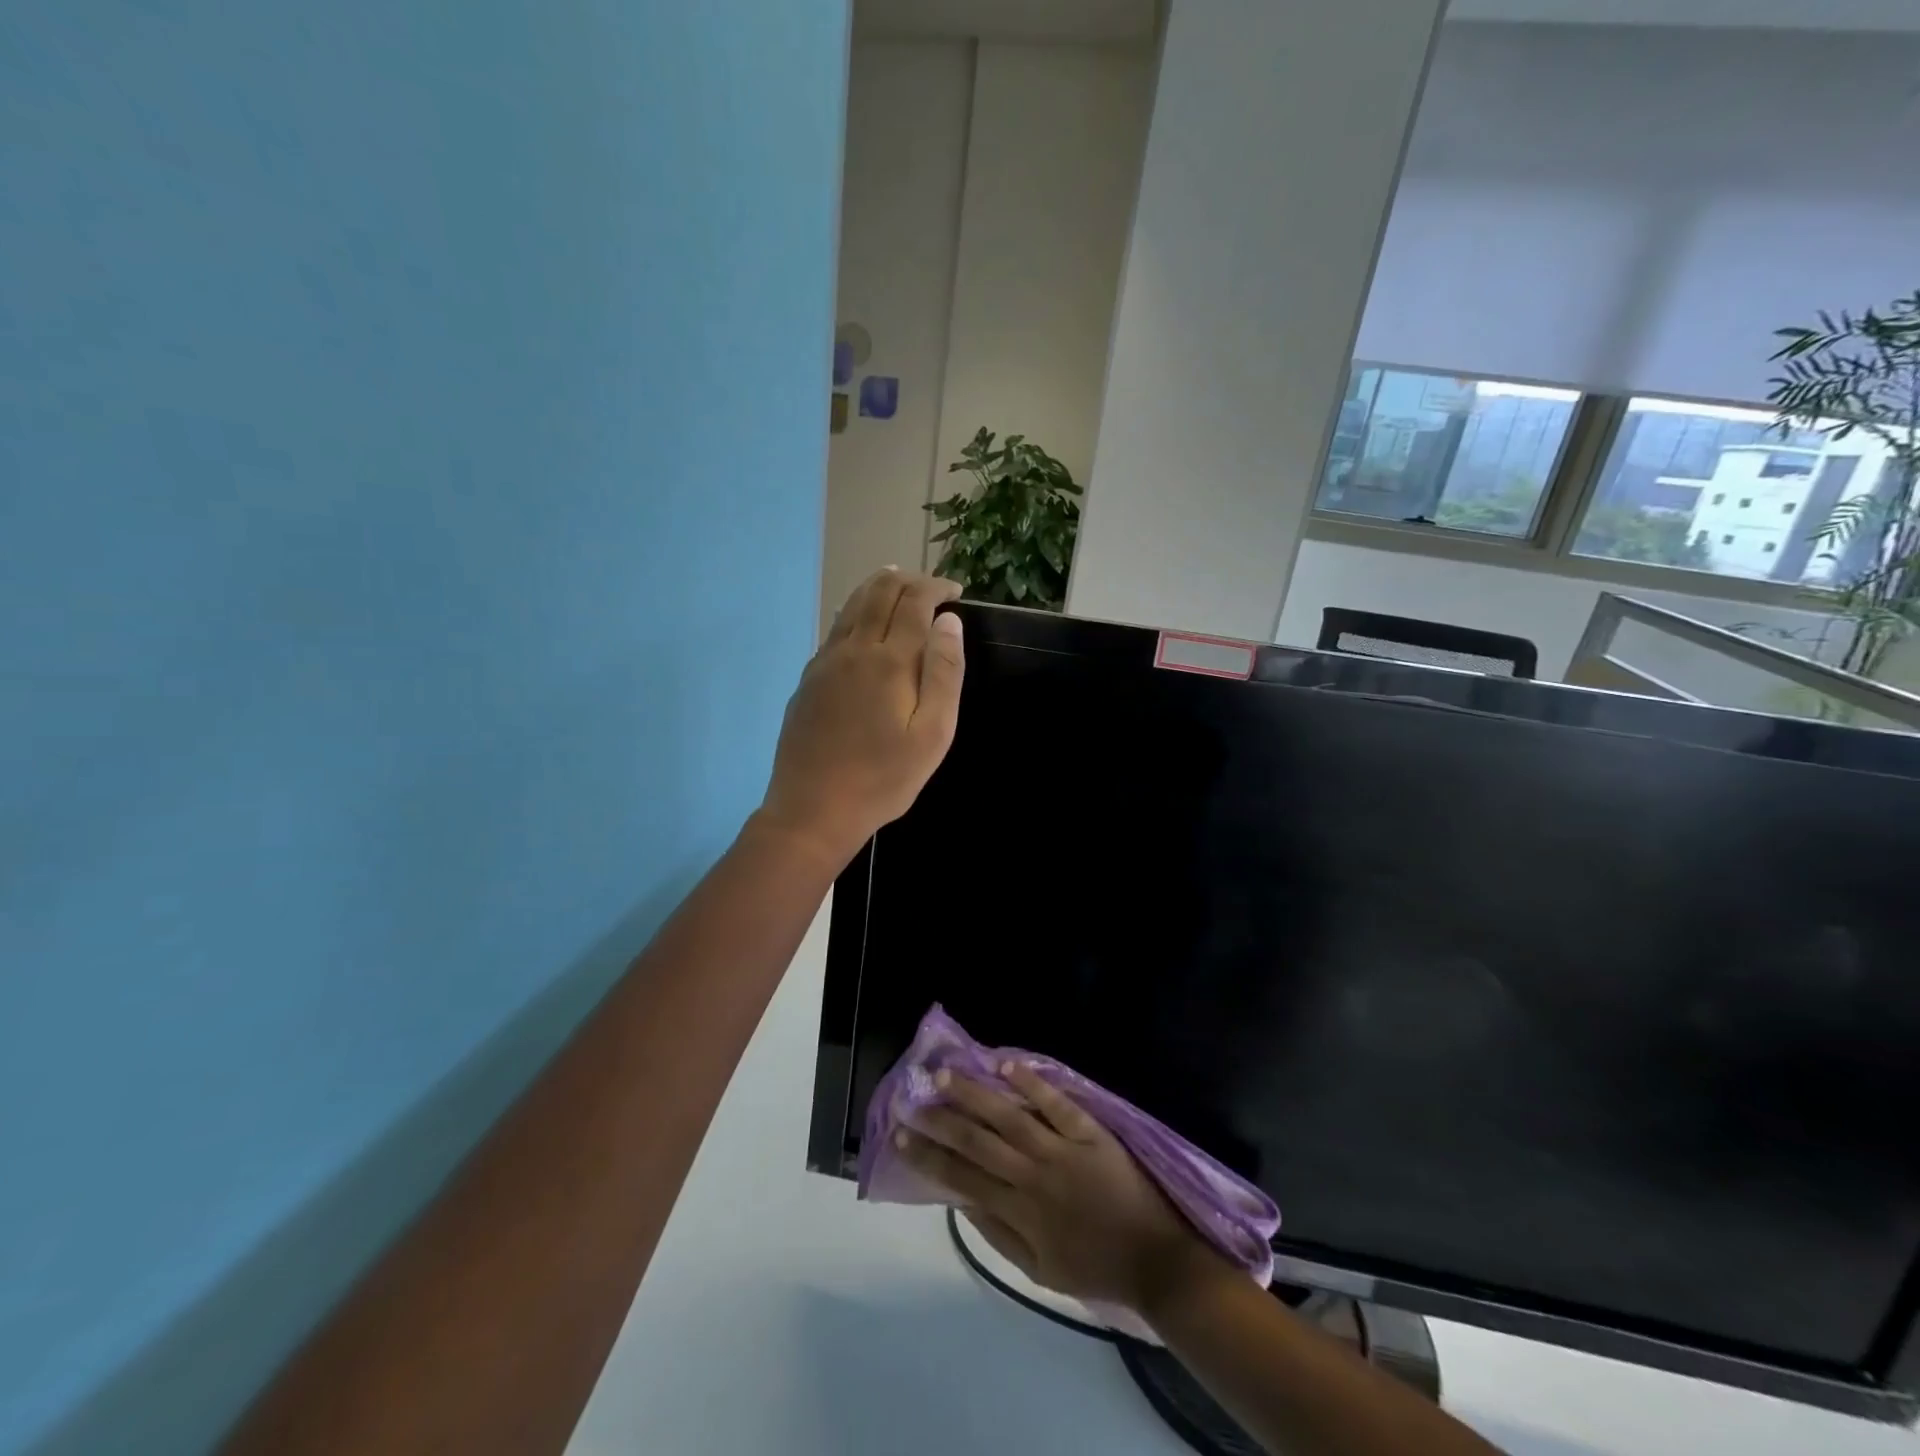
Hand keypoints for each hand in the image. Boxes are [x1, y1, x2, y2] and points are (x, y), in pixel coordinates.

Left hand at [755, 569, 963, 867]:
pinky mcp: (808, 679)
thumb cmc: (883, 779)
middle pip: (879, 593)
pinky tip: (861, 621)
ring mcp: (825, 663)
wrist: (812, 809)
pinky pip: (835, 629)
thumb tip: (949, 622)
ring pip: (851, 606)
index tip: (956, 593)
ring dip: (878, 588)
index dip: (937, 589)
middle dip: (908, 581)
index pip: (915, 602)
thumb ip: (943, 674)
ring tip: (897, 585)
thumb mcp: (932, 735)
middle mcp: (854, 650)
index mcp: (890, 661)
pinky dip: (855, 611)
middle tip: (931, 587)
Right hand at [899, 1063, 1227, 1315]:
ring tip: (944, 1075)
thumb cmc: (1094, 1266)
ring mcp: (1062, 1149)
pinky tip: (1005, 1064)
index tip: (899, 1136)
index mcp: (1020, 1212)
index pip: (962, 1178)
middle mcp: (1034, 1176)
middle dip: (940, 1121)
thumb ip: (997, 1236)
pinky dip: (1031, 1083)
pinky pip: (1056, 1104)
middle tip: (911, 1099)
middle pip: (978, 1142)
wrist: (1156, 1258)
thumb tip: (959, 1201)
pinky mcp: (1090, 1132)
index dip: (928, 1157)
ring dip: (974, 1094)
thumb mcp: (1038, 1272)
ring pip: (1009, 1116)